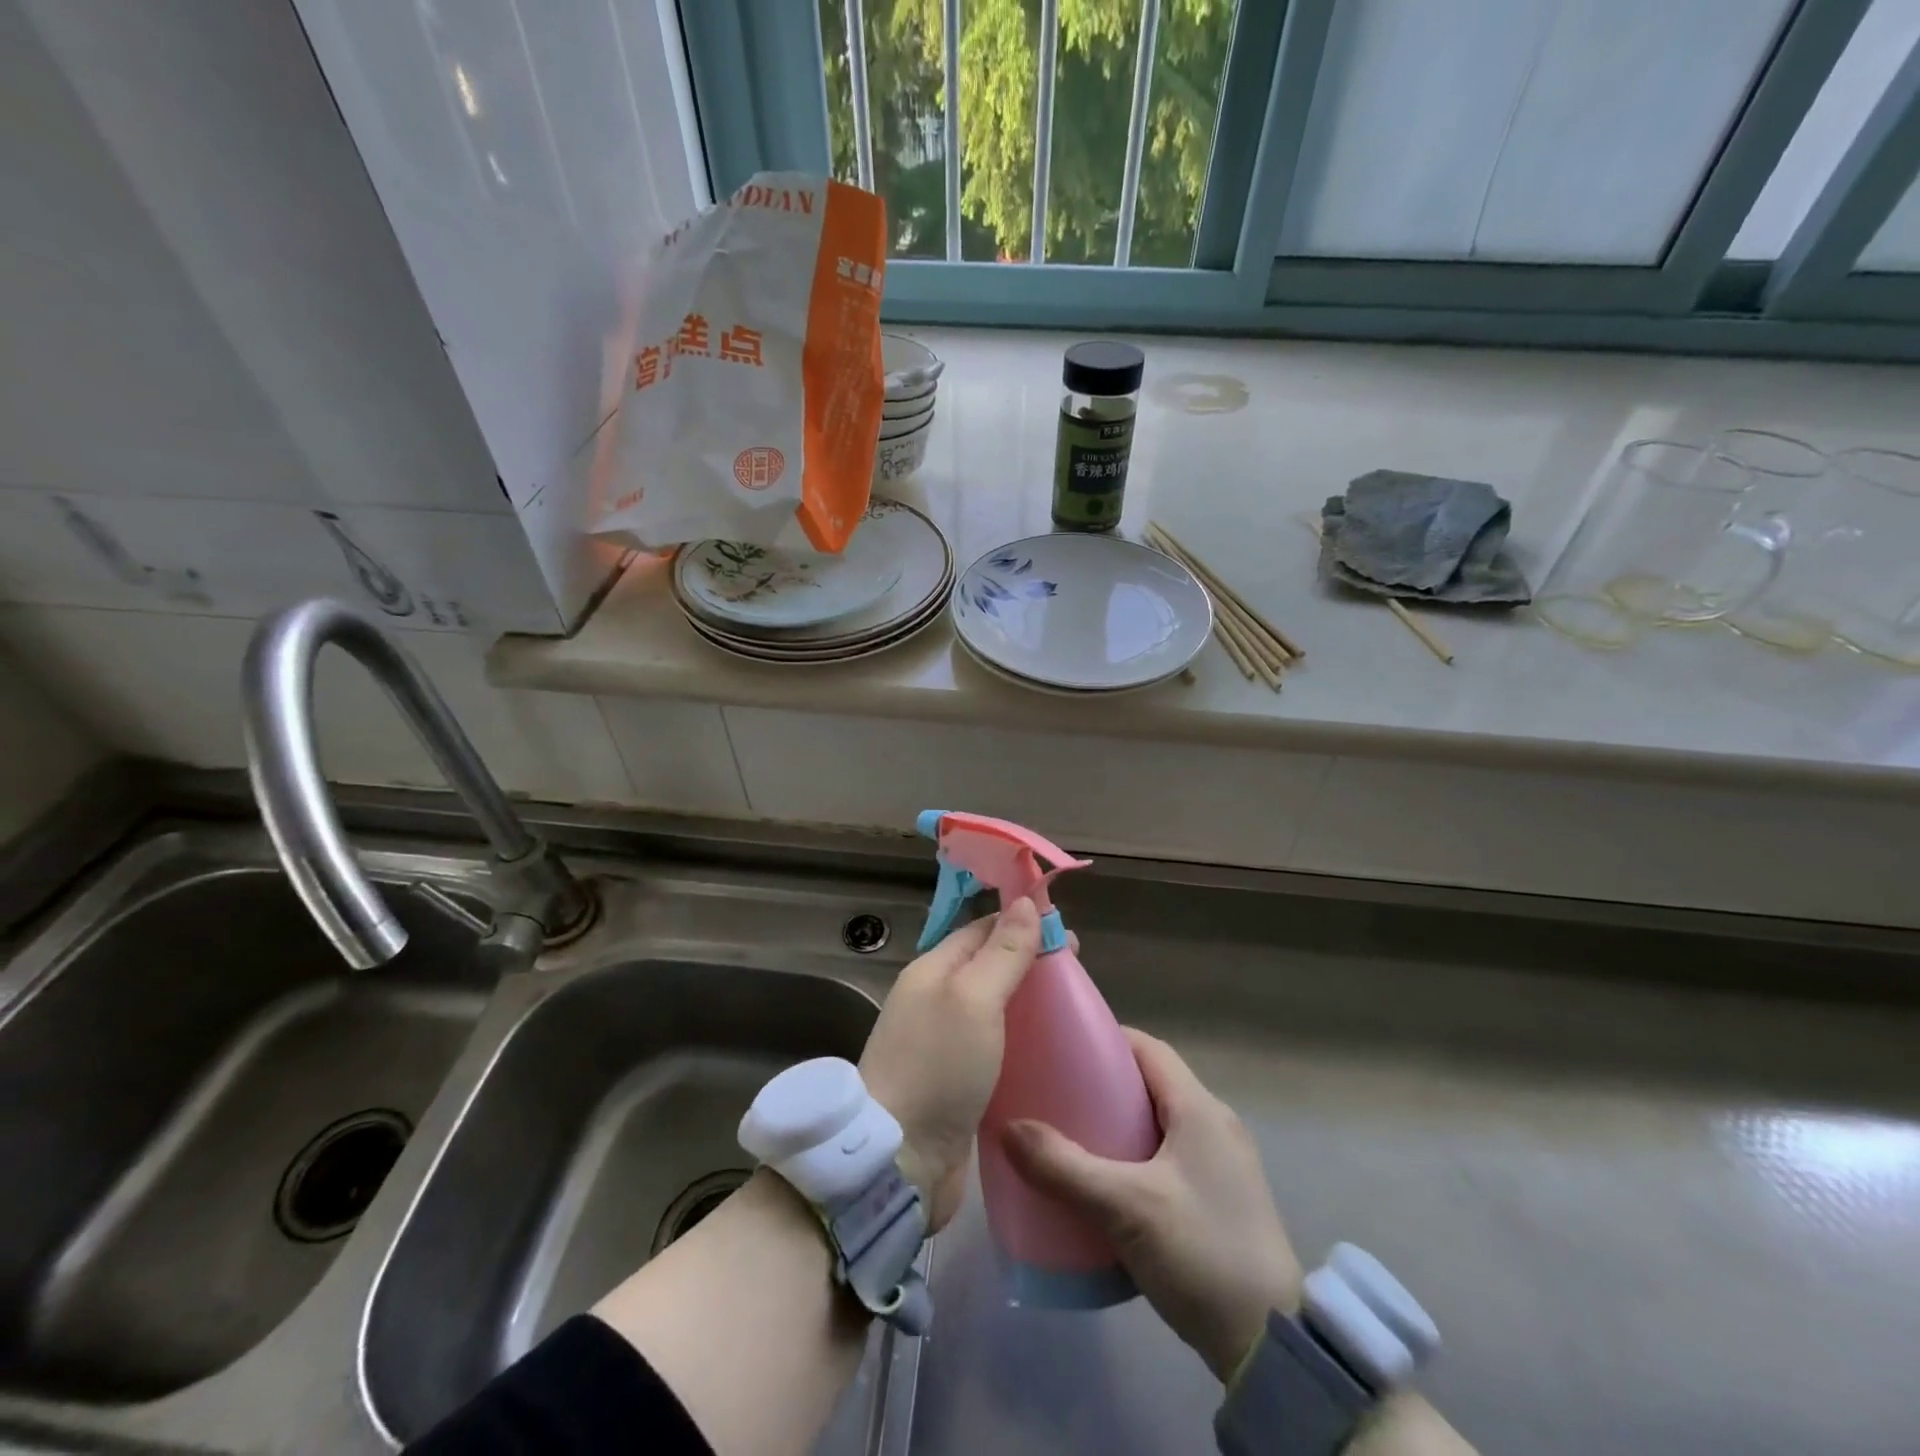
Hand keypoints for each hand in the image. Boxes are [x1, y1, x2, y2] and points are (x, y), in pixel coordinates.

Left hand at [859, 898, 1041, 1229]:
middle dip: (1030, 965)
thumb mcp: (974, 998)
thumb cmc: (938, 1067)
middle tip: (1077, 977)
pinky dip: (1021, 1044)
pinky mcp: (956, 1083)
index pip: (982, 930)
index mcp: (932, 970)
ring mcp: (943, 1044)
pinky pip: (995, 1048)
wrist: (899, 1161)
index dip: (1022, 924)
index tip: (1067, 934)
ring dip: (1028, 1006)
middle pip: (989, 967)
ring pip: (994, 1009)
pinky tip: (1050, 1055)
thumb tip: (1025, 902)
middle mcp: (935, 1000)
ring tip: (1072, 1014)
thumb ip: (1002, 951)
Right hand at [1002, 1028, 1301, 1381]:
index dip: (1106, 1039)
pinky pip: (1168, 1155)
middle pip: (1151, 1083)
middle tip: (1057, 1094)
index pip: (1148, 1048)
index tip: (1062, 1047)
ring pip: (1159, 1122)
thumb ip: (1064, 1167)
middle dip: (1104, 1083)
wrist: (1272, 1347)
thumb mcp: (1125, 1207)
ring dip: (1118, 1122)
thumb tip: (1007, 1129)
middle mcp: (1215, 1124)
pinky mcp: (1221, 1198)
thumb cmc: (1201, 1252)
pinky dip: (1135, 1155)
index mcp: (1200, 1108)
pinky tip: (1106, 1182)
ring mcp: (1222, 1164)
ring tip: (1072, 1136)